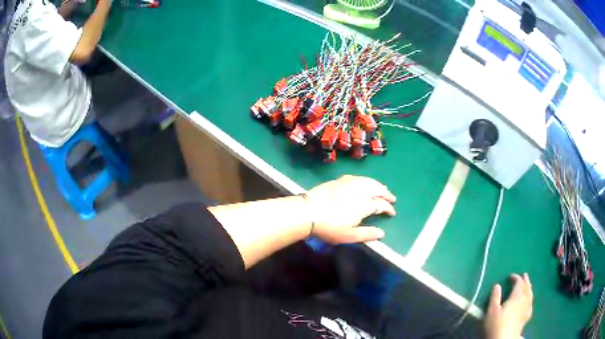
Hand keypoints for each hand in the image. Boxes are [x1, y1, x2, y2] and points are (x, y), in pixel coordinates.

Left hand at [305, 175, 395, 243]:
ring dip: (378, 185)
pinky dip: (365, 179)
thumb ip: (367, 234)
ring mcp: (349, 183)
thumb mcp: (349, 236)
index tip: (392, 213)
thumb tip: (382, 233)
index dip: (388, 209)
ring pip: (368, 181)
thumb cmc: (329, 227)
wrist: (307, 212)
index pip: (381, 205)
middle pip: (377, 189)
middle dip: (386, 193)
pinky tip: (364, 182)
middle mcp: (360, 191)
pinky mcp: (339, 180)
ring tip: (382, 188)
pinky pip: (357, 177)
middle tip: (392, 198)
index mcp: (364, 205)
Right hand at [485, 273, 533, 338]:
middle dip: (526, 281)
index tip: (510, 276)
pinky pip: (531, 304)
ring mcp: (527, 308)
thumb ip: (495, 297)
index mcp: (516, 296)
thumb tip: (497, 285)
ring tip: (528, 286)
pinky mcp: (526, 317)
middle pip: (527, 287)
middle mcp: (524, 300)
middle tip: (524, 275)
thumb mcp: (492, 311)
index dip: (516, 277)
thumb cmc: (497, 324)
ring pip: (530, 295)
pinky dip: (530, 299)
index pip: (519, 283)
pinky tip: (529, 302)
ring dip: (529, 288)